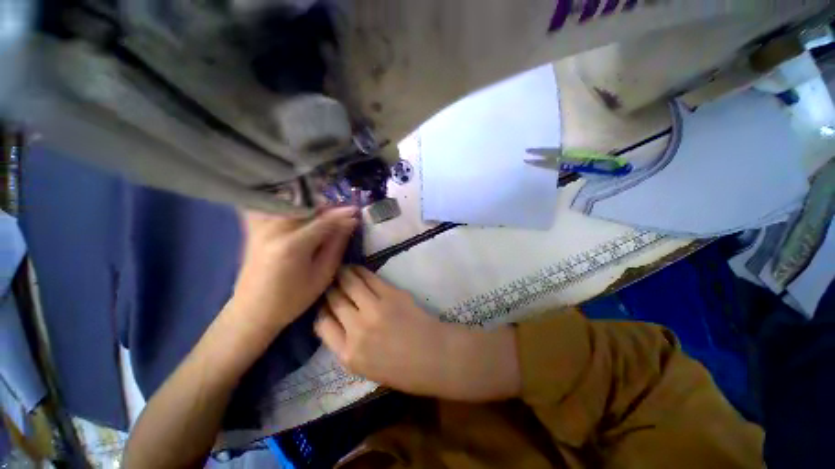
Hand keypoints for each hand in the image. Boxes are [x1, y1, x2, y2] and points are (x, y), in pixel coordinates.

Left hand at [226, 207, 357, 346]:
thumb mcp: (323, 275)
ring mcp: (260, 226)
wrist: (252, 311)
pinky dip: (289, 206)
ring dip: (311, 206)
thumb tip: (350, 223)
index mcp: (292, 245)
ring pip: (292, 204)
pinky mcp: (254, 228)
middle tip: (343, 214)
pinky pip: (274, 207)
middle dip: (328, 208)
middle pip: (307, 207)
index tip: (357, 211)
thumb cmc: (292, 299)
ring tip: (325, 215)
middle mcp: (274, 229)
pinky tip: (300, 213)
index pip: (324, 221)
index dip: (342, 215)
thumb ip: (337, 245)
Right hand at [315, 266, 520, 400]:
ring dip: (342, 274)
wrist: (436, 357)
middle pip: (334, 301)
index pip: (322, 325)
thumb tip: (339, 322)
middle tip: (331, 281)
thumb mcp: (367, 368)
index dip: (322, 310)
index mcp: (348, 355)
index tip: (326, 303)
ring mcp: (374, 310)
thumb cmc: (405, 370)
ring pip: (348, 284)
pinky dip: (359, 271)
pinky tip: (356, 268)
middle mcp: (356, 330)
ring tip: (341, 269)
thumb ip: (350, 347)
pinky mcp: (390, 295)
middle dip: (330, 289)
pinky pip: (369, 278)